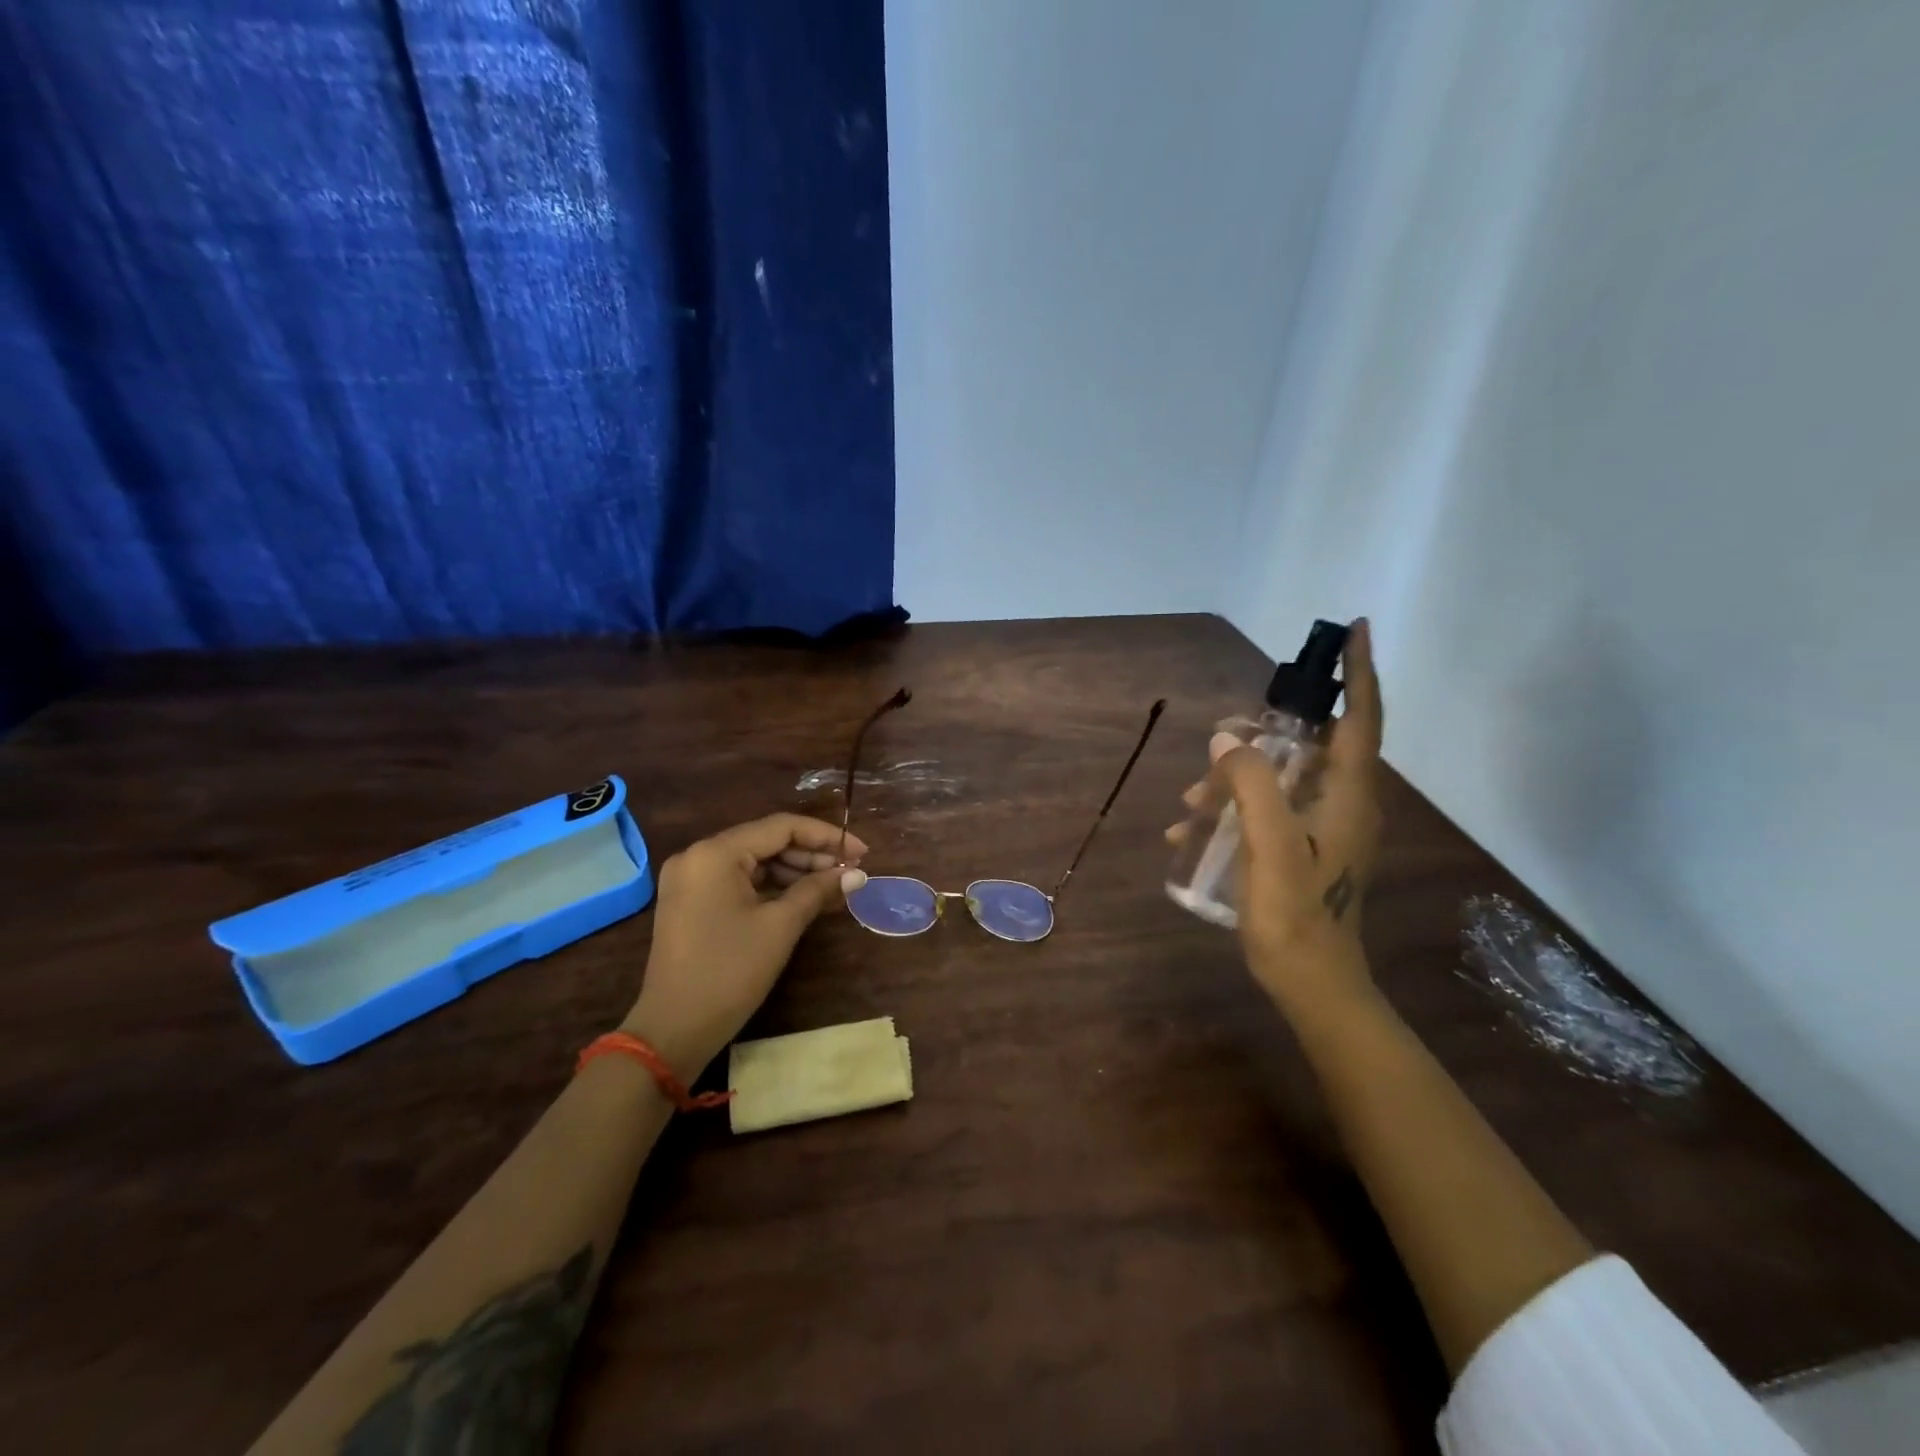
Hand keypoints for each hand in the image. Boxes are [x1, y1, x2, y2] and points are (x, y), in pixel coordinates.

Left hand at [622, 815, 869, 1078]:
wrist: (673, 1030)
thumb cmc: (729, 972)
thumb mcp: (780, 927)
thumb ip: (818, 890)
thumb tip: (858, 873)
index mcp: (715, 853)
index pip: (781, 827)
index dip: (826, 836)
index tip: (862, 852)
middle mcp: (698, 856)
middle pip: (766, 841)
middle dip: (811, 854)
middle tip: (851, 871)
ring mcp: (691, 880)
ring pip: (754, 862)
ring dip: (794, 871)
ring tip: (834, 886)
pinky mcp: (691, 902)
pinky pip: (738, 881)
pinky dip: (771, 887)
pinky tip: (804, 897)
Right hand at [1175, 619, 1384, 1018]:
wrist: (1314, 986)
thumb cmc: (1297, 917)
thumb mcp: (1270, 849)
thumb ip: (1252, 788)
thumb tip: (1228, 742)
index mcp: (1349, 797)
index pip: (1361, 719)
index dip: (1360, 672)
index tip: (1356, 628)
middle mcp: (1346, 804)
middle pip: (1311, 746)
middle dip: (1263, 739)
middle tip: (1221, 746)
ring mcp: (1327, 828)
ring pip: (1282, 779)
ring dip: (1236, 781)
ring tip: (1189, 803)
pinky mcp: (1308, 848)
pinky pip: (1270, 808)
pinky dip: (1235, 808)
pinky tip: (1190, 829)